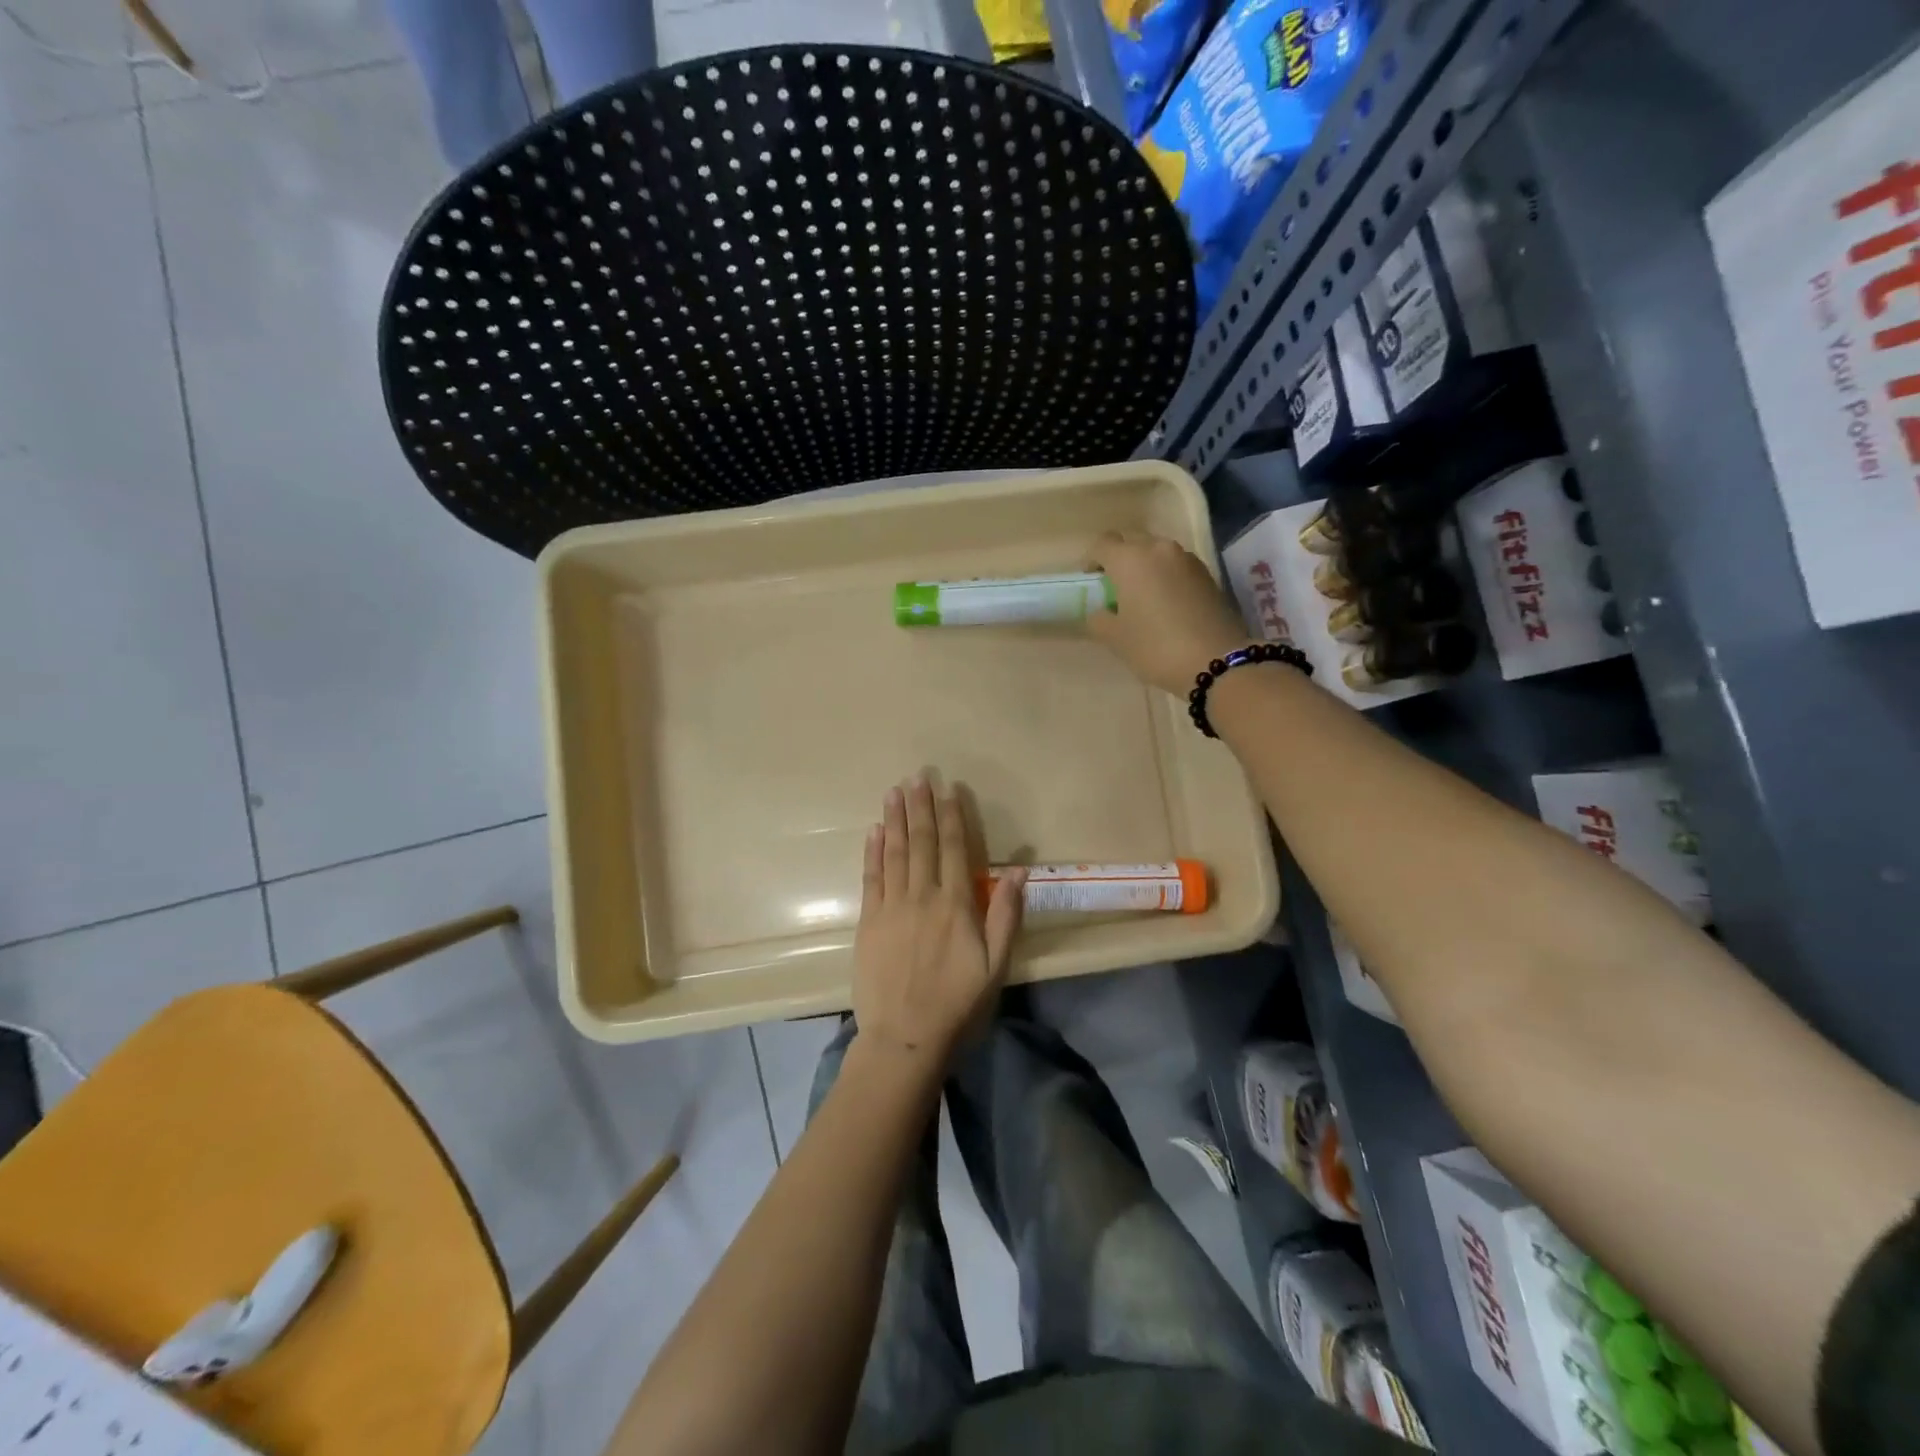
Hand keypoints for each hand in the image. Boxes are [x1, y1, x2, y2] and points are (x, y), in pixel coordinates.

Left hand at [851, 776, 1026, 1067]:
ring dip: (896, 820)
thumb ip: (1005, 916)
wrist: (904, 1037)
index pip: (956, 849)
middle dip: (921, 807)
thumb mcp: (996, 965)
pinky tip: (874, 831)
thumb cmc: (958, 1003)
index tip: (949, 789)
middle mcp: (922, 896)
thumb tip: (1018, 870)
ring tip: (894, 791)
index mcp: (956, 904)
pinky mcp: (869, 921)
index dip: (952, 816)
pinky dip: (873, 852)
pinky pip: (871, 877)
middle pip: (923, 843)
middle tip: (917, 776)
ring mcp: (891, 907)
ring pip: (895, 853)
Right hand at [1085, 531, 1252, 694]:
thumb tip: (1102, 612)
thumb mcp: (1116, 639)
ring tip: (1143, 597)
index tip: (1091, 581)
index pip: (1103, 544)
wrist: (1216, 661)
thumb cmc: (1155, 647)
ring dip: (1146, 567)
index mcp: (1130, 560)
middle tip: (1115, 588)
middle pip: (1132, 542)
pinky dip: (1167, 577)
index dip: (1092, 560)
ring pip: (1157, 553)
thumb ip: (1099, 619)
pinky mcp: (1207, 574)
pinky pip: (1177, 567)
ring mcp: (1187, 560)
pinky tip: (1167, 605)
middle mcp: (1159, 549)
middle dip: (1120, 559)